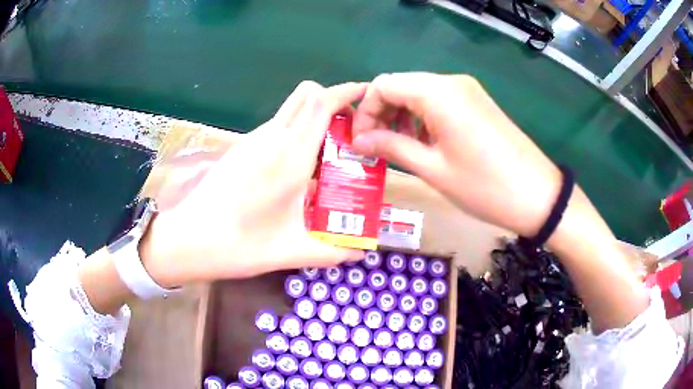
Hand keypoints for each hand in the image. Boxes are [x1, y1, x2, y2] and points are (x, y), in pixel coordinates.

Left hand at [140, 81, 366, 287]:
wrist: (190, 240)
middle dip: (332, 100)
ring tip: (328, 154)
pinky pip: (276, 127)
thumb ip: (333, 251)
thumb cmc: (241, 244)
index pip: (322, 103)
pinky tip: (296, 169)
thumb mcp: (294, 250)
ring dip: (313, 119)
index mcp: (290, 155)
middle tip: (349, 129)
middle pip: (306, 95)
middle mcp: (271, 138)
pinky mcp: (240, 149)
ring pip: (290, 110)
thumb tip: (361, 252)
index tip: (366, 96)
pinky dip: (295, 133)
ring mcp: (252, 141)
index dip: (347, 92)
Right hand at [351, 72, 560, 236]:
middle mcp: (451, 82)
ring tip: (399, 148)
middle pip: (401, 85)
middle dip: (382, 113)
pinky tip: (424, 142)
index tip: (361, 142)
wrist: (537, 195)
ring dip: (402, 116)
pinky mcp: (477, 102)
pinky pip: (440, 101)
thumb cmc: (484, 186)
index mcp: (438, 93)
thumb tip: (359, 140)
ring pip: (419, 93)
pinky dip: (423, 117)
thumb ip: (391, 147)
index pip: (384, 85)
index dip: (366, 111)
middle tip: (377, 147)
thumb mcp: (433, 168)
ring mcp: (468, 91)